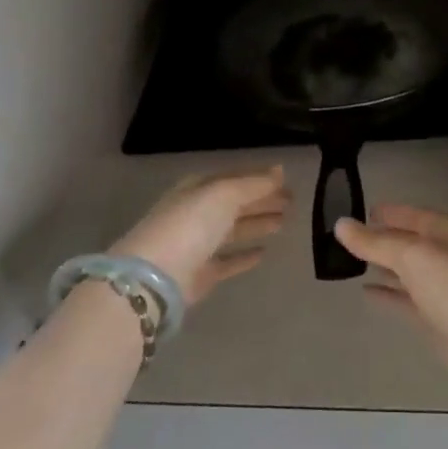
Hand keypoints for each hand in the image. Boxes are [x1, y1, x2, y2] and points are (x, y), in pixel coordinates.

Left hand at [112, 166, 290, 306]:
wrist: (155, 278)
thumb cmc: (190, 225)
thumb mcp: (224, 195)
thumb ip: (254, 184)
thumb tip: (280, 170)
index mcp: (198, 189)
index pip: (234, 178)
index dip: (260, 179)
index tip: (287, 181)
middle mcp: (196, 213)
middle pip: (235, 203)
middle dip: (262, 200)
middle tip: (292, 202)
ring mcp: (197, 245)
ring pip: (233, 230)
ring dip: (257, 224)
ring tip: (284, 222)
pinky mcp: (201, 274)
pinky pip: (228, 261)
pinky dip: (244, 256)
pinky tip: (264, 253)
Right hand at [336, 205, 447, 391]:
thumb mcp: (412, 257)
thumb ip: (375, 242)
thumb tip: (341, 224)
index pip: (414, 216)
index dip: (389, 213)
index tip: (362, 212)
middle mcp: (447, 256)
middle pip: (410, 242)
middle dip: (383, 239)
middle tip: (350, 238)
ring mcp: (443, 288)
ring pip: (407, 271)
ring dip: (384, 265)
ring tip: (352, 261)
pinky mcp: (437, 317)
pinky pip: (406, 298)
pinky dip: (388, 293)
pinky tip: (367, 291)